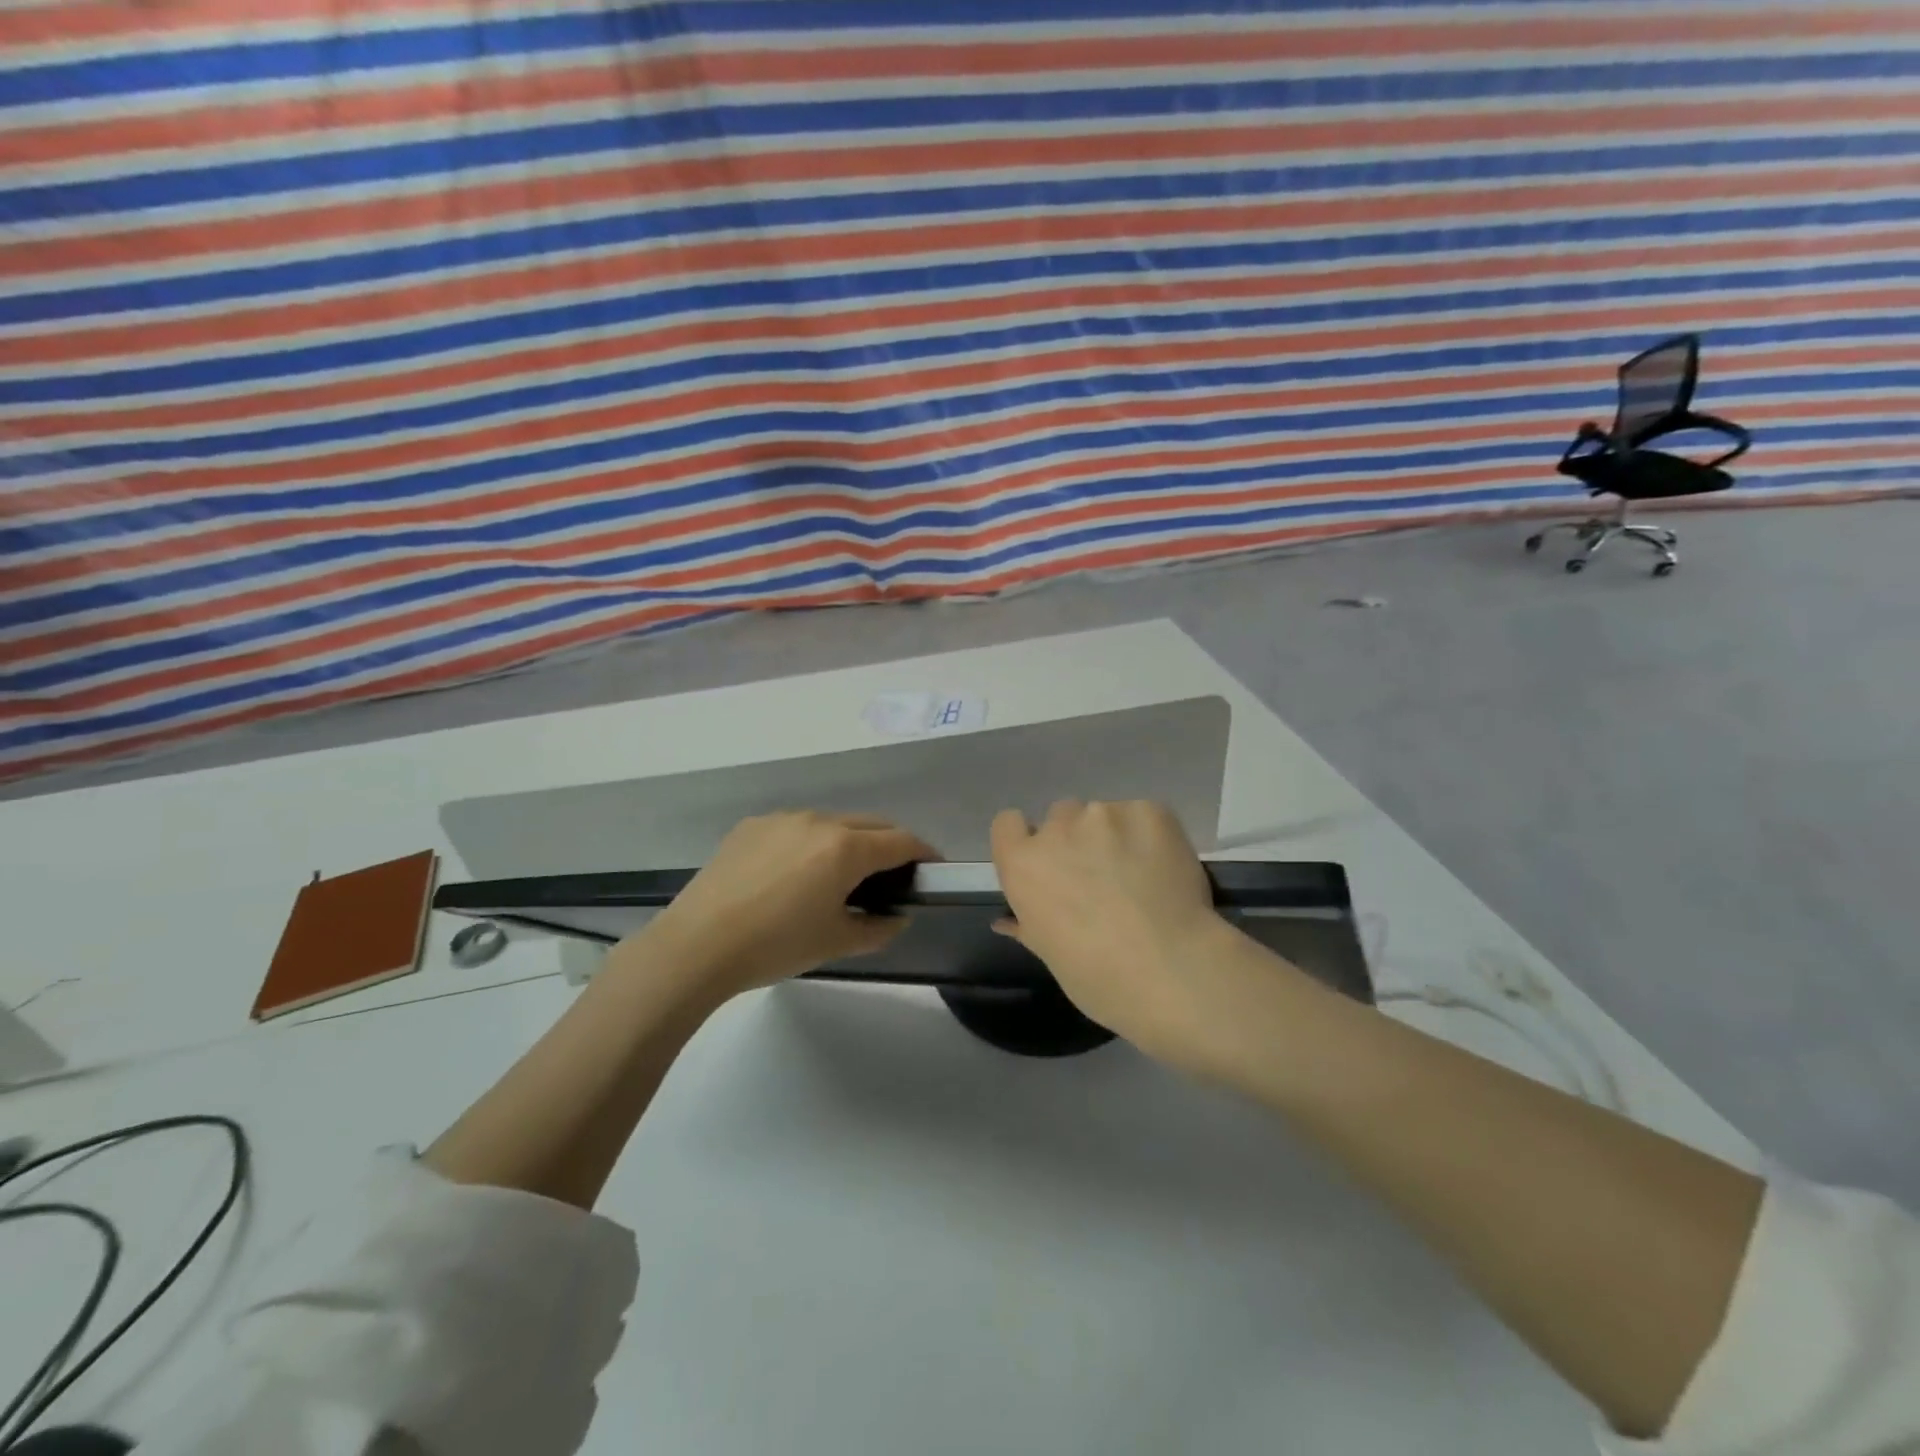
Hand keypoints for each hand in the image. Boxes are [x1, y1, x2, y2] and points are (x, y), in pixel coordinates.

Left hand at [633, 811, 936, 1001]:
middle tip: (892, 874)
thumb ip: (878, 928)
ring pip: (832, 822)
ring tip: (839, 875)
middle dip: (890, 844)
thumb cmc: (776, 946)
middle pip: (870, 824)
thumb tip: (897, 917)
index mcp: (846, 849)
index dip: (924, 853)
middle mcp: (818, 821)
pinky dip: (810, 843)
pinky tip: (793, 874)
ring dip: (848, 841)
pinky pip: (795, 827)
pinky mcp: (752, 826)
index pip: (901, 841)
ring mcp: (782, 819)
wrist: (697, 945)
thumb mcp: (836, 943)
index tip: (933, 867)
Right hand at [990, 800, 1235, 1064]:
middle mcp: (1059, 828)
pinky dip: (1151, 836)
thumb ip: (1027, 925)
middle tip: (1102, 877)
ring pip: (1105, 815)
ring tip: (1142, 876)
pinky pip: (1144, 816)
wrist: (1171, 969)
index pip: (1008, 824)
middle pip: (1061, 817)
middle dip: (1076, 840)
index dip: (1027, 840)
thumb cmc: (1097, 977)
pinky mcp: (1150, 811)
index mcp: (1024, 863)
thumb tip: (1007, 921)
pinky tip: (1165, 869)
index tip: (1048, 865)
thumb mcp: (1050, 954)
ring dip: (1115, 837)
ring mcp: (1106, 814)